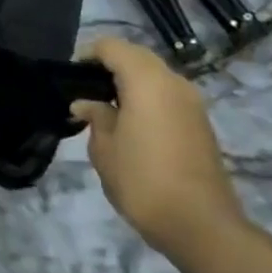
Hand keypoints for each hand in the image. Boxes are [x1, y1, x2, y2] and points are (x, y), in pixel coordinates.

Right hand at [72, 37, 246, 259]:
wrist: (201, 225)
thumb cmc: (142, 180)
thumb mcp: (104, 148)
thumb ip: (95, 117)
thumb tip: (86, 104)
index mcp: (148, 82)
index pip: (112, 47)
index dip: (87, 55)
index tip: (70, 77)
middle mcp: (174, 83)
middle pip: (136, 56)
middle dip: (109, 65)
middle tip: (84, 90)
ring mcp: (192, 104)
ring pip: (155, 75)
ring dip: (129, 82)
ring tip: (104, 107)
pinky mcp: (200, 123)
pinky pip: (167, 95)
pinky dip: (146, 97)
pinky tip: (129, 123)